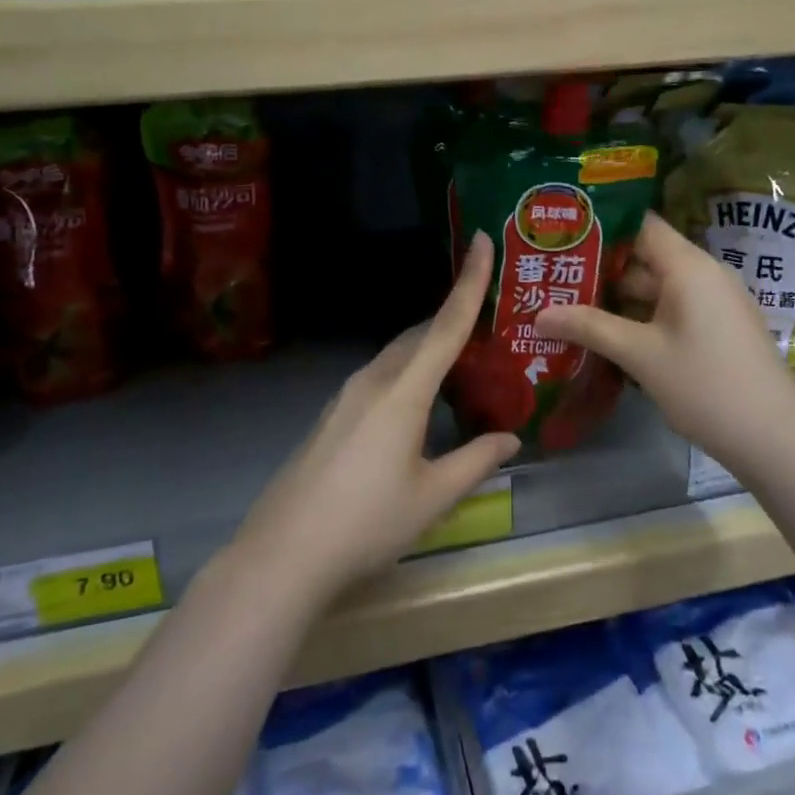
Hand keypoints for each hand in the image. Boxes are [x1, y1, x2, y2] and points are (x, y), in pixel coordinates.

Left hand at [233, 235, 519, 597]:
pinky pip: (380, 376)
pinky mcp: (332, 414)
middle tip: (488, 324)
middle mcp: (373, 379)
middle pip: (420, 335)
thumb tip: (511, 438)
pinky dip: (408, 372)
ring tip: (462, 366)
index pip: (446, 324)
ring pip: (398, 355)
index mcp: (403, 390)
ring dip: (430, 349)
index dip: (470, 280)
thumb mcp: (432, 497)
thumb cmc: (366, 524)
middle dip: (453, 320)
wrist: (283, 555)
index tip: (483, 239)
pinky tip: (418, 404)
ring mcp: (346, 395)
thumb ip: (476, 461)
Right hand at [535, 212, 794, 462]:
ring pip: (657, 287)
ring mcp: (714, 302)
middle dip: (600, 267)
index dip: (601, 224)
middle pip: (645, 256)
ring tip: (569, 302)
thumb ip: (589, 327)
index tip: (562, 231)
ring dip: (618, 297)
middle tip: (554, 273)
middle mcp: (704, 274)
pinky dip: (641, 316)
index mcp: (688, 266)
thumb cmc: (705, 385)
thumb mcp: (640, 355)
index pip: (641, 224)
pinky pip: (672, 308)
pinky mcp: (718, 327)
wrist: (775, 438)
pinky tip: (608, 333)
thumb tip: (537, 315)